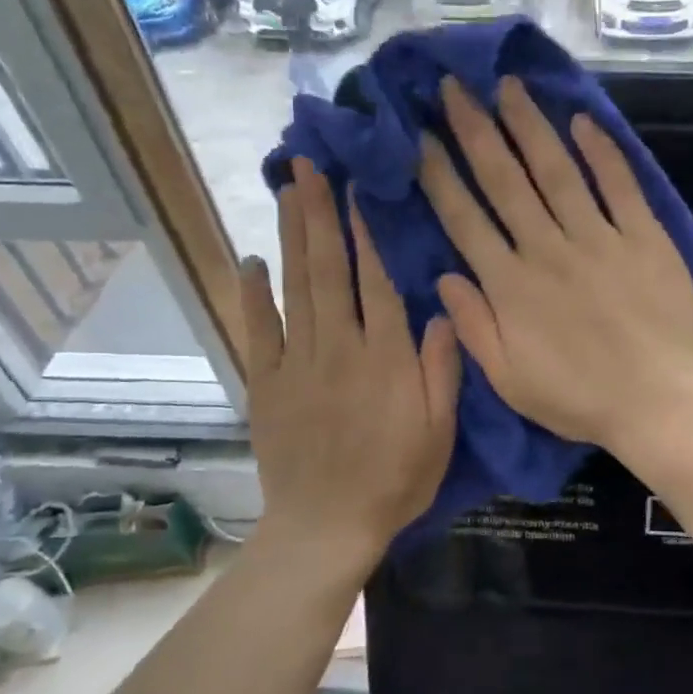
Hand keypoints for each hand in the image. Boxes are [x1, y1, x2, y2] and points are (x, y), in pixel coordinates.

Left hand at [237, 158, 460, 564]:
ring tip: (287, 191)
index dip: (367, 233)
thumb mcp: (440, 431)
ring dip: (291, 236)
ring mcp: (296, 363)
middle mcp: (339, 348)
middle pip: (328, 270)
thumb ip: (442, 369)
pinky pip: (257, 330)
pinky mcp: (266, 383)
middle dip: (319, 214)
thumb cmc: (396, 480)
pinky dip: (251, 293)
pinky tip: (250, 260)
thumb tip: (441, 310)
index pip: (376, 282)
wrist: (327, 527)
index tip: (357, 190)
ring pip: (294, 288)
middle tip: (307, 166)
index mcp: (386, 358)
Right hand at [420, 76, 692, 452]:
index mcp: (511, 286)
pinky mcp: (645, 238)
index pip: (465, 218)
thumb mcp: (510, 381)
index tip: (420, 136)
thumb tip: (444, 278)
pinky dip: (602, 152)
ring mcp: (600, 239)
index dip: (439, 174)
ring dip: (529, 126)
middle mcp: (548, 250)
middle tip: (454, 86)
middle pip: (505, 180)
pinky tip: (582, 121)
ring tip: (508, 87)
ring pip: (557, 171)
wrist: (662, 404)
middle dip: (475, 130)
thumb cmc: (582, 400)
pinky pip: (619, 186)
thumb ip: (474, 327)